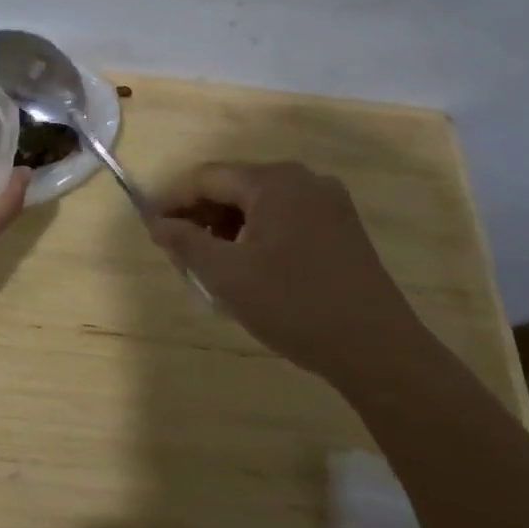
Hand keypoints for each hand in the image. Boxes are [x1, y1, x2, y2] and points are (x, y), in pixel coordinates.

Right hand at [150, 162, 419, 388]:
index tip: (150, 226)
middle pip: (235, 186)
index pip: (207, 178)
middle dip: (202, 215)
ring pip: (260, 203)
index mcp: (273, 181)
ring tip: (211, 264)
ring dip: (229, 227)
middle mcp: (303, 179)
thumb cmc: (294, 305)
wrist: (378, 349)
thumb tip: (157, 223)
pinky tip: (251, 266)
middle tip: (177, 250)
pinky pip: (286, 217)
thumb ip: (185, 243)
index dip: (173, 200)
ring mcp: (328, 202)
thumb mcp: (228, 276)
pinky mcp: (343, 226)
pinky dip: (259, 234)